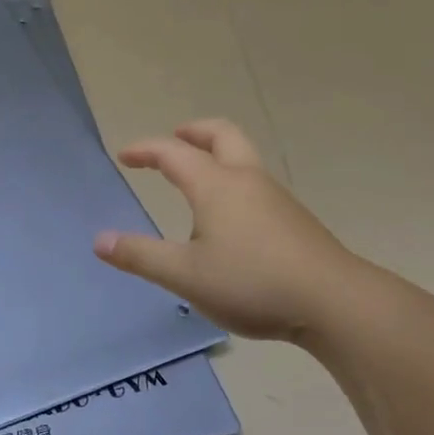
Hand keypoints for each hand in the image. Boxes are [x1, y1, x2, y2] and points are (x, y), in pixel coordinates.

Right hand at [95, 119, 357, 341]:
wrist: (334, 302)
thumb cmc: (252, 282)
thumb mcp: (185, 275)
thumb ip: (141, 256)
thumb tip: (99, 240)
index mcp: (216, 186)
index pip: (173, 153)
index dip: (145, 150)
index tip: (125, 156)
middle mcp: (246, 180)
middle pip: (221, 135)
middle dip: (193, 132)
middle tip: (174, 140)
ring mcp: (276, 198)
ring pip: (243, 158)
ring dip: (216, 156)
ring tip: (196, 181)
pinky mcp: (294, 220)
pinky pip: (256, 184)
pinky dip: (233, 181)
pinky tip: (229, 219)